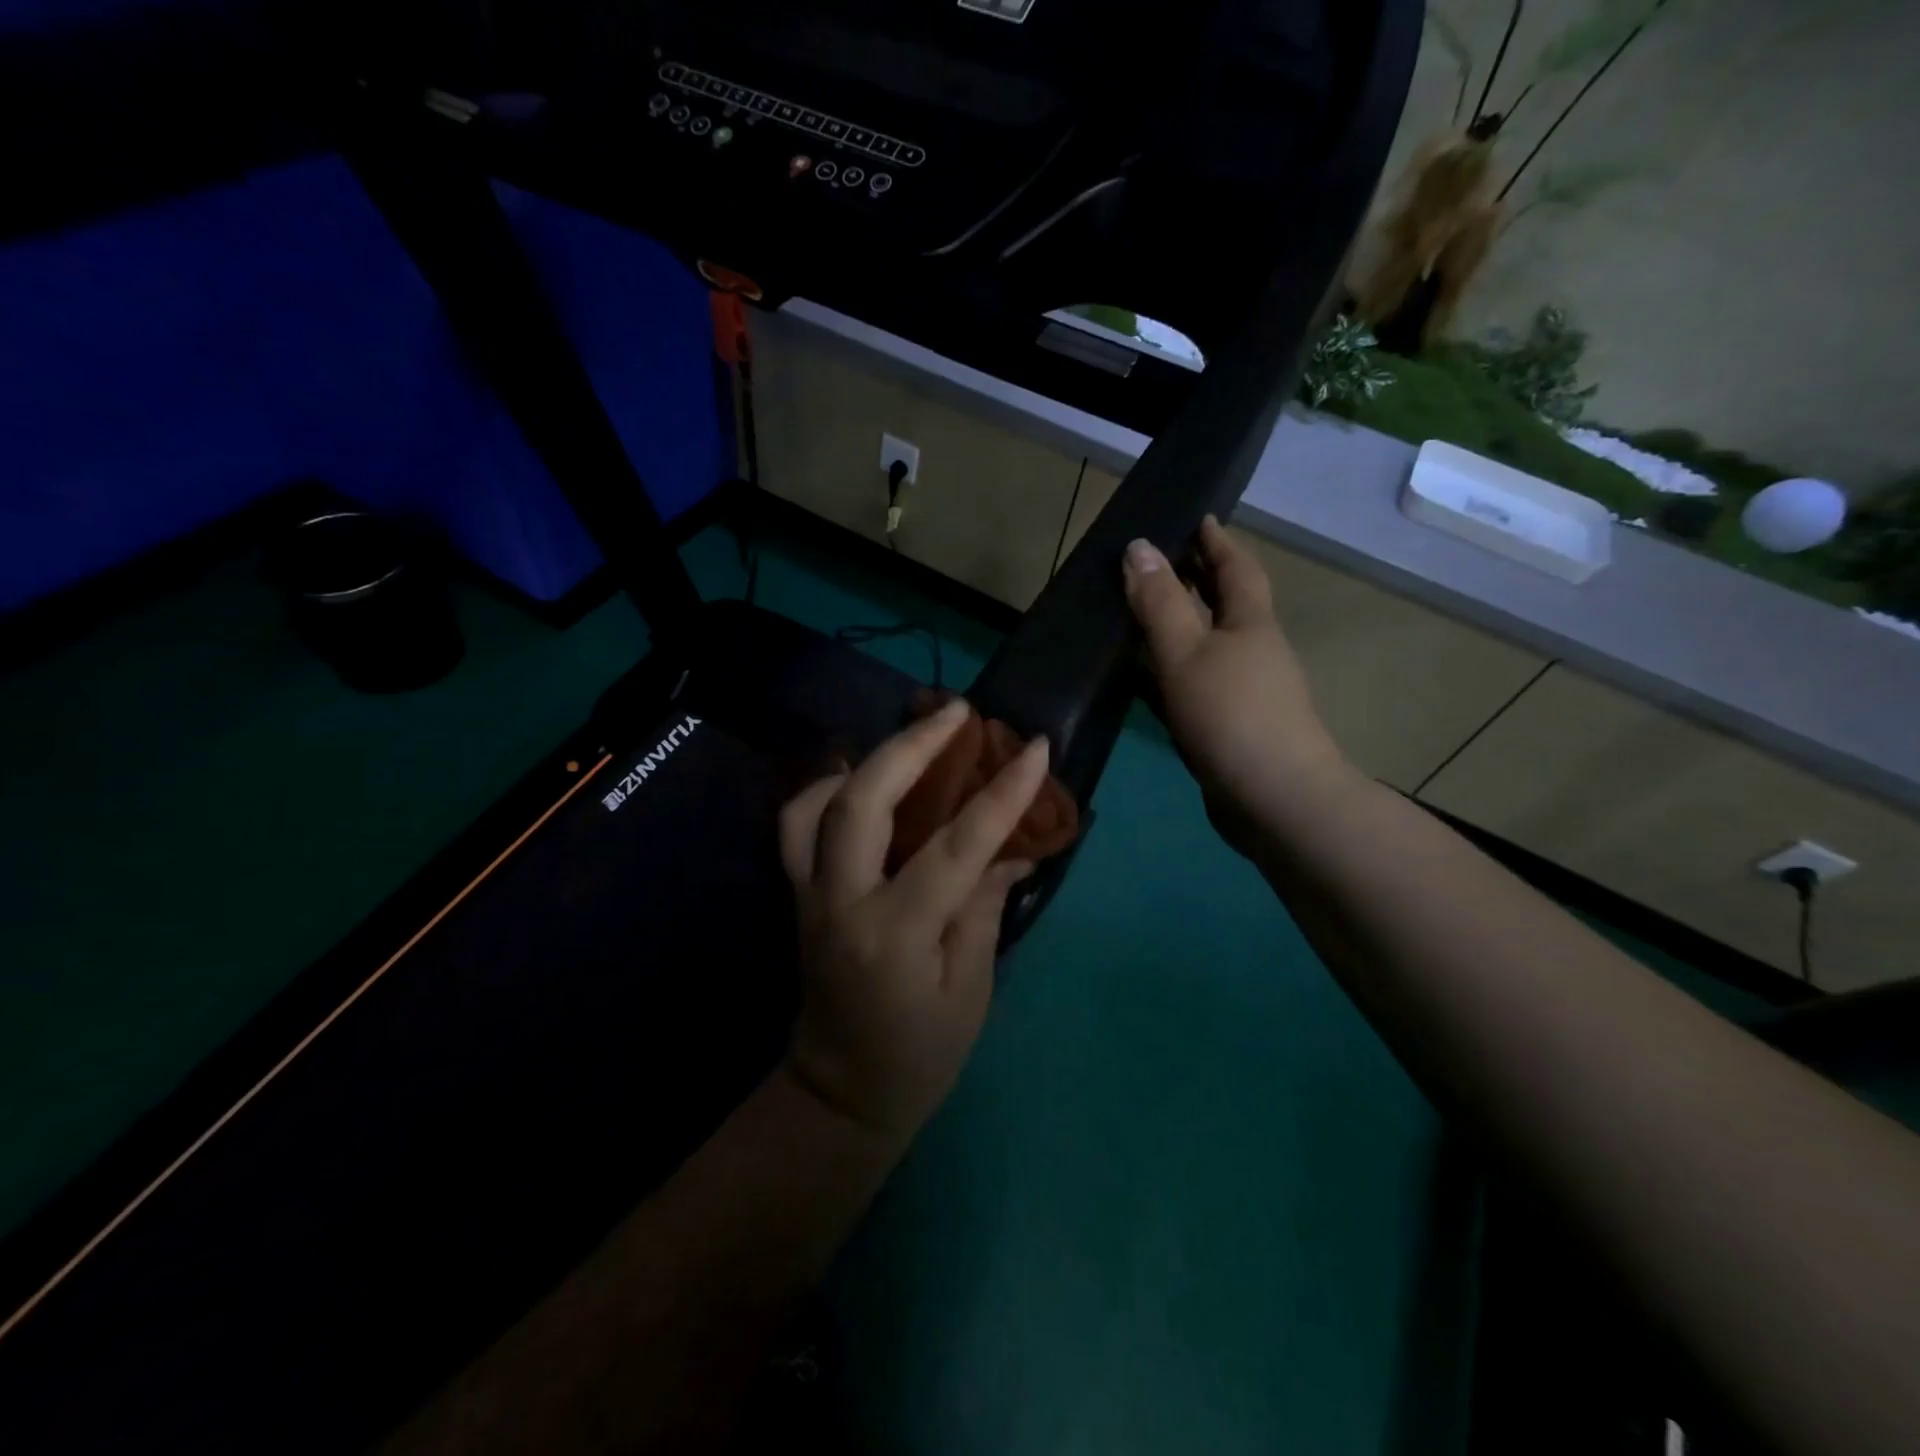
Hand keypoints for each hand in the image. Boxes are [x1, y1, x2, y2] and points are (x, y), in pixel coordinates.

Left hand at [777, 699, 1048, 1143]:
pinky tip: (859, 780)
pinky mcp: (796, 894)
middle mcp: (842, 902)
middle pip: (863, 800)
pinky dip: (823, 790)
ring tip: (909, 741)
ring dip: (864, 759)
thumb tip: (1015, 846)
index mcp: (896, 934)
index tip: (1033, 748)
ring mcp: (809, 895)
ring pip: (816, 802)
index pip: (955, 846)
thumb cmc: (919, 1054)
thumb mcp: (970, 989)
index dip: (1000, 794)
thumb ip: (985, 906)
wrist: (839, 1094)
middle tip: (958, 712)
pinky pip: (795, 825)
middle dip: (912, 746)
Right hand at [1122, 516, 1353, 851]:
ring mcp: (1244, 693)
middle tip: (1156, 563)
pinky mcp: (1229, 728)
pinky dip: (1169, 674)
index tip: (1197, 518)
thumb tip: (1138, 546)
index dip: (1216, 541)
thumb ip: (1160, 602)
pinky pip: (1195, 685)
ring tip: (1136, 617)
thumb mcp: (1186, 651)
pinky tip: (1142, 682)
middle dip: (1197, 580)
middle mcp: (1253, 652)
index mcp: (1251, 623)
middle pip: (1224, 605)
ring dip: (1178, 628)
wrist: (1273, 799)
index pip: (1237, 567)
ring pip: (1207, 647)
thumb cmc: (1231, 714)